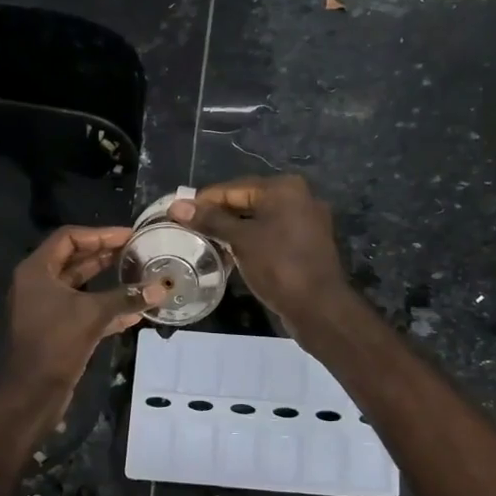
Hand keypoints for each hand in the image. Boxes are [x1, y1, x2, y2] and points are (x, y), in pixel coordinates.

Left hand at [0, 226, 147, 407]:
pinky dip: (105, 308)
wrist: (33, 392)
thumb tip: (162, 287)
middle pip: (75, 260)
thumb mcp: (93, 314)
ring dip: (109, 282)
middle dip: (107, 256)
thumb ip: (126, 298)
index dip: (100, 234)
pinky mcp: (56, 329)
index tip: (129, 236)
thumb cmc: (56, 343)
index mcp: (37, 270)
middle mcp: (38, 284)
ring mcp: (46, 307)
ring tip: (140, 276)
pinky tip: (134, 312)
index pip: (69, 238)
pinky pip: (83, 309)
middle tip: (138, 252)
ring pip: (81, 286)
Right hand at [167, 175, 351, 330]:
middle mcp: (298, 198)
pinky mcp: (306, 244)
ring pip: (259, 220)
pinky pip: (271, 235)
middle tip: (188, 229)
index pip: (234, 188)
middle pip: (247, 202)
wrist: (319, 307)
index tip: (177, 213)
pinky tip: (230, 254)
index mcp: (284, 188)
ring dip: (233, 230)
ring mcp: (305, 222)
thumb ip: (210, 220)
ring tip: (204, 243)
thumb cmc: (278, 266)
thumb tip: (177, 206)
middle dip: (218, 216)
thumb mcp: (241, 240)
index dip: (203, 200)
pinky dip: (250, 241)